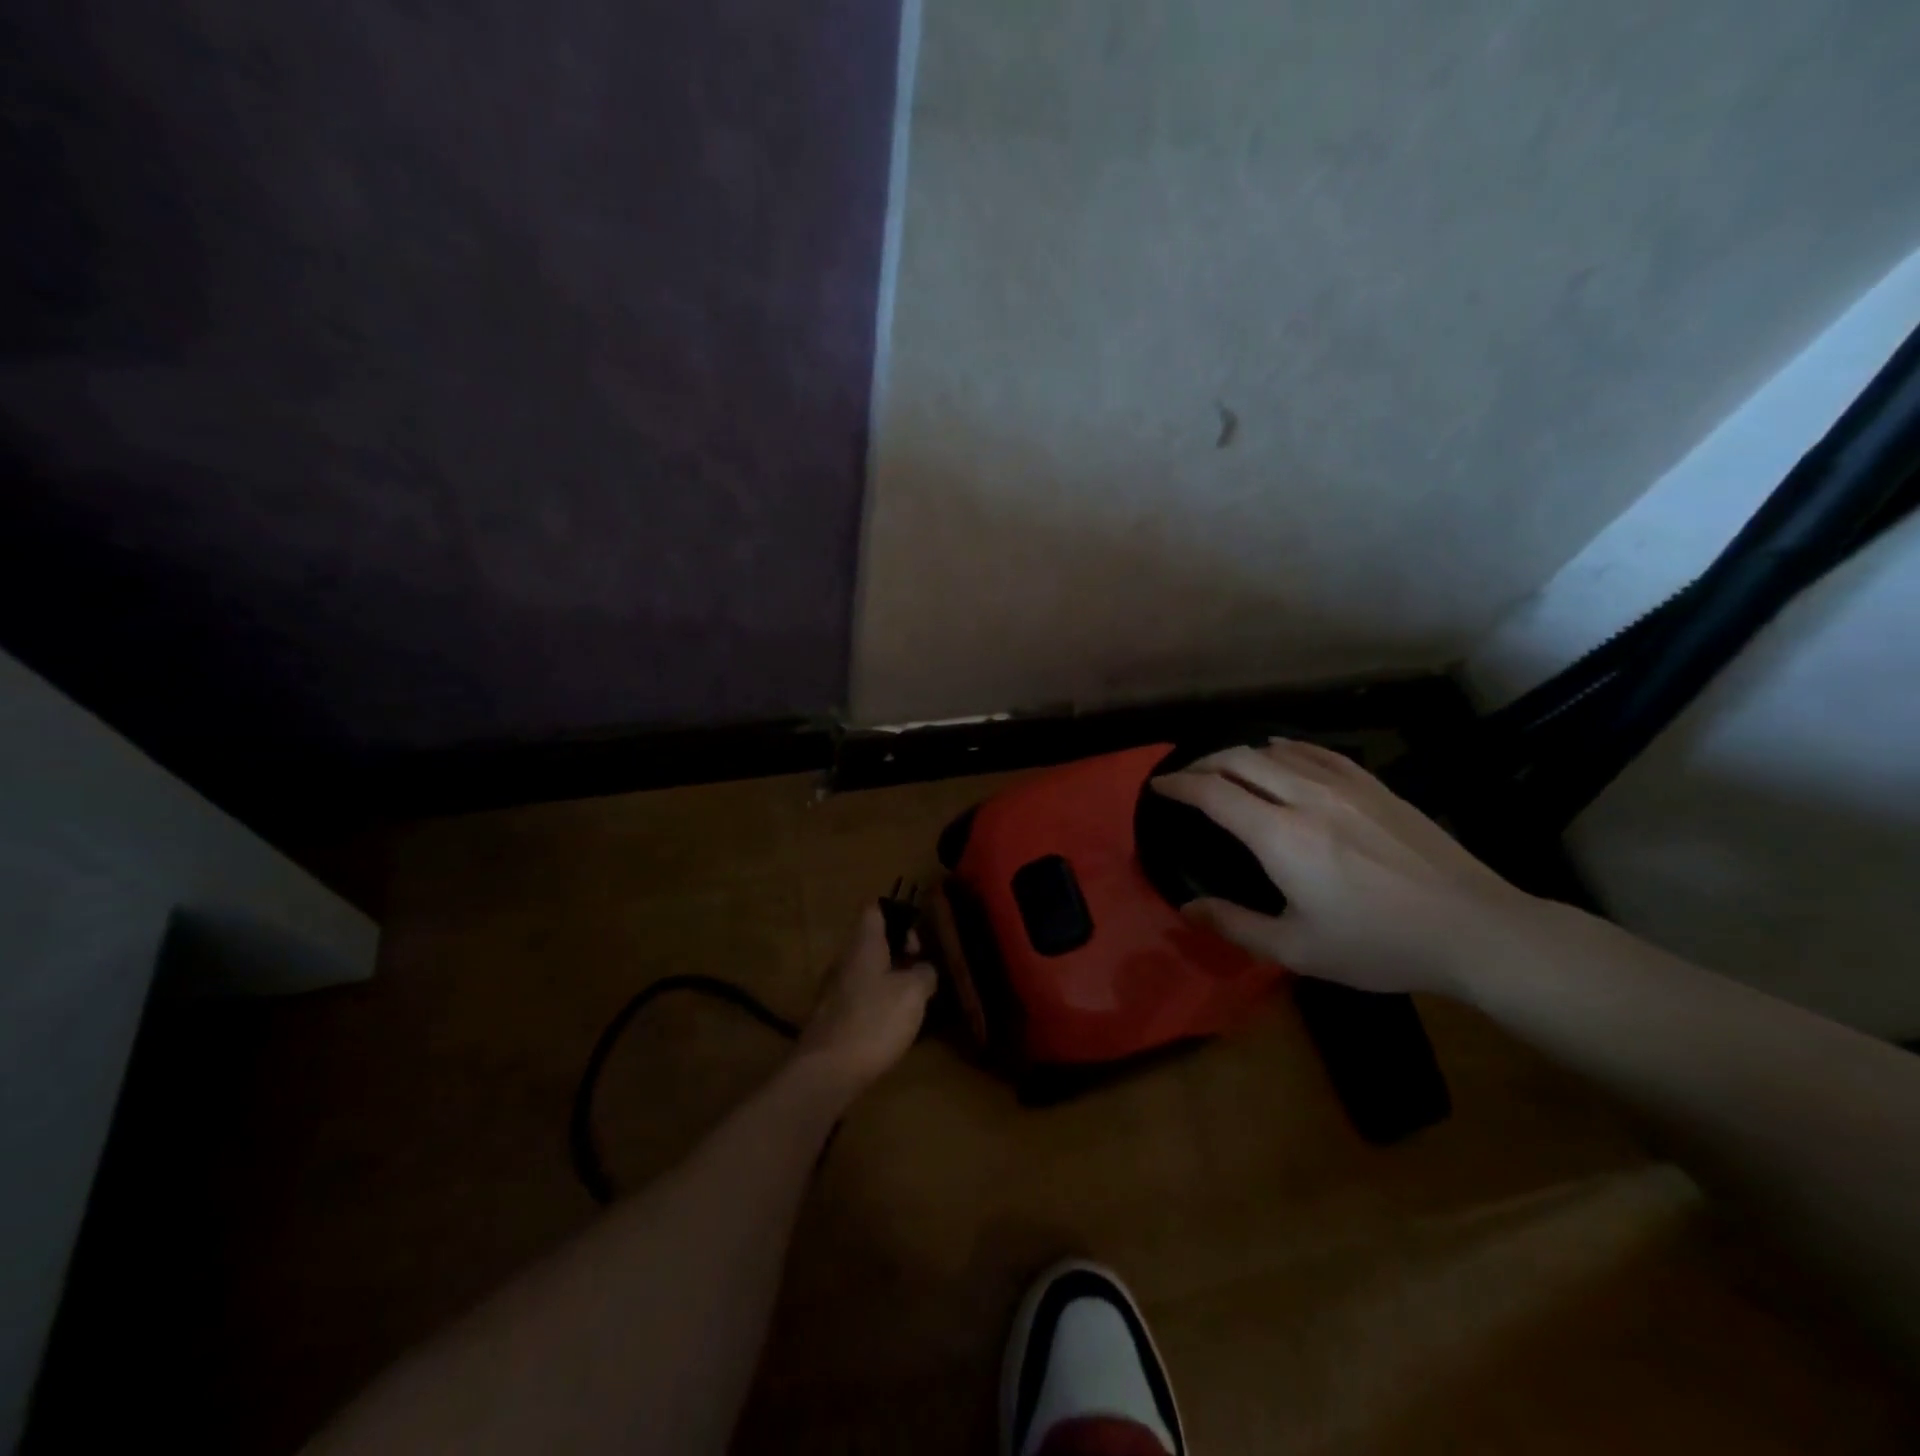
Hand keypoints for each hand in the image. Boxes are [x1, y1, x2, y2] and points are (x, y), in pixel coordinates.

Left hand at [794, 905, 937, 1098]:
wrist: (827, 1072)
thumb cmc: (874, 1021)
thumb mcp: (913, 993)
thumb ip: (924, 973)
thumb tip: (924, 970)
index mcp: (863, 944)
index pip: (874, 909)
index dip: (898, 914)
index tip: (917, 939)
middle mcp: (845, 960)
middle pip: (872, 941)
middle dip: (899, 952)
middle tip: (922, 974)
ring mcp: (834, 989)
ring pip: (867, 970)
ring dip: (891, 980)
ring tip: (913, 1002)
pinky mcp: (832, 1017)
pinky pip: (860, 997)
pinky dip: (878, 1003)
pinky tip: (893, 1026)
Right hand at [1151, 739, 1533, 994]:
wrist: (1473, 928)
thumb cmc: (1379, 944)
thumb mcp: (1298, 949)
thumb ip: (1235, 925)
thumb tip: (1188, 908)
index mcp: (1280, 836)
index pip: (1213, 793)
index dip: (1178, 784)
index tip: (1158, 787)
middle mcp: (1305, 797)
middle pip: (1238, 760)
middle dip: (1202, 763)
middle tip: (1185, 778)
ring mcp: (1344, 786)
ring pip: (1275, 751)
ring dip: (1238, 754)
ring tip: (1224, 767)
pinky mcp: (1374, 786)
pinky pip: (1317, 751)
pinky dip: (1285, 747)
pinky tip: (1279, 751)